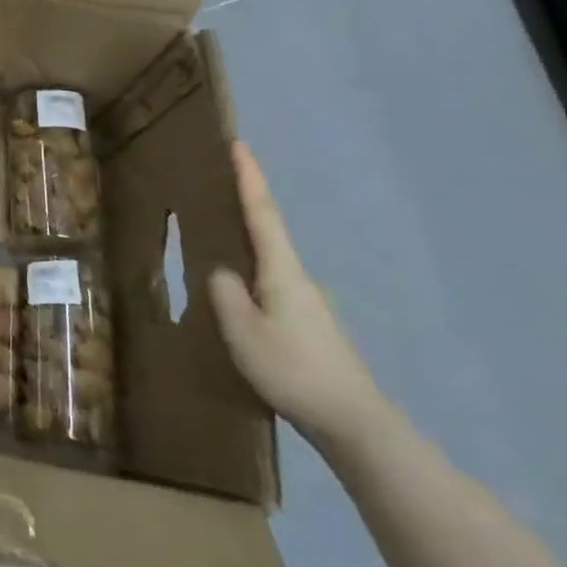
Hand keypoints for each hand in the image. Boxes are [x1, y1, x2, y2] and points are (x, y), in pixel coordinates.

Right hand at [208, 142, 388, 451]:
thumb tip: (220, 272)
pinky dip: (251, 276)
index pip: (262, 213)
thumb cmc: (293, 369)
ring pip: (268, 263)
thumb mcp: (242, 330)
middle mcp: (298, 278)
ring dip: (245, 245)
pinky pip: (271, 287)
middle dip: (245, 206)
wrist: (353, 421)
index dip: (250, 178)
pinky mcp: (308, 325)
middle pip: (268, 232)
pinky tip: (235, 297)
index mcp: (282, 272)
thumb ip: (224, 293)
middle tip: (215, 187)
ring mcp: (307, 303)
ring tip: (214, 242)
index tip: (239, 145)